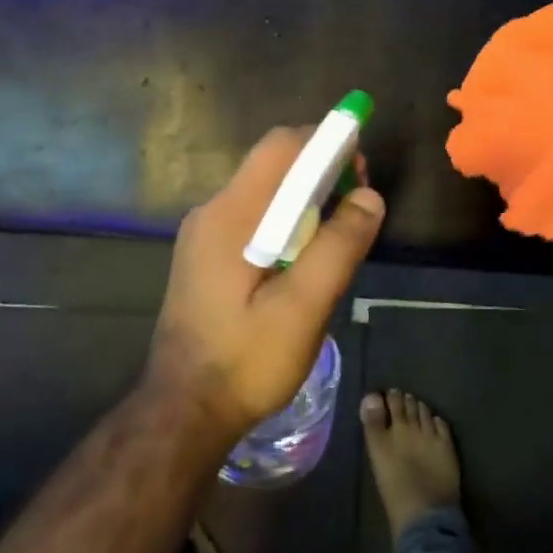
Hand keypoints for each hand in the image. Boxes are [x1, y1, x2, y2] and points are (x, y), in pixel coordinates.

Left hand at [147, 128, 386, 440]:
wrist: (183, 410)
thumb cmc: (245, 360)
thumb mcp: (303, 308)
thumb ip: (338, 247)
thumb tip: (369, 197)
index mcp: (231, 215)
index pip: (281, 147)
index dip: (326, 142)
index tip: (361, 167)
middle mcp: (212, 212)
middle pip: (273, 165)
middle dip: (320, 171)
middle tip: (357, 205)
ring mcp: (204, 235)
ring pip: (265, 192)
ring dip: (306, 199)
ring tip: (338, 234)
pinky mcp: (206, 256)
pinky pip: (253, 217)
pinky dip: (287, 220)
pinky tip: (304, 258)